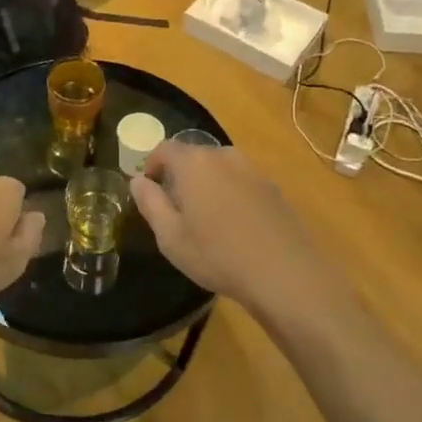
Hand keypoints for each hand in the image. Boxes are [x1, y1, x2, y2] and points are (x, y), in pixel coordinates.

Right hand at [131, 142, 339, 312]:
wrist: (283, 273)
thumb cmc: (217, 255)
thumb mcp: (170, 236)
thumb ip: (150, 202)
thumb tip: (138, 180)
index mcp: (194, 163)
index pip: (165, 148)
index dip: (152, 164)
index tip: (149, 188)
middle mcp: (224, 156)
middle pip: (194, 155)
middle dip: (180, 175)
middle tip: (175, 208)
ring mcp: (253, 170)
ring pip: (220, 168)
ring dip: (207, 184)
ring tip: (206, 218)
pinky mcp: (273, 188)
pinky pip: (241, 182)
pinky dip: (231, 194)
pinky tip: (235, 226)